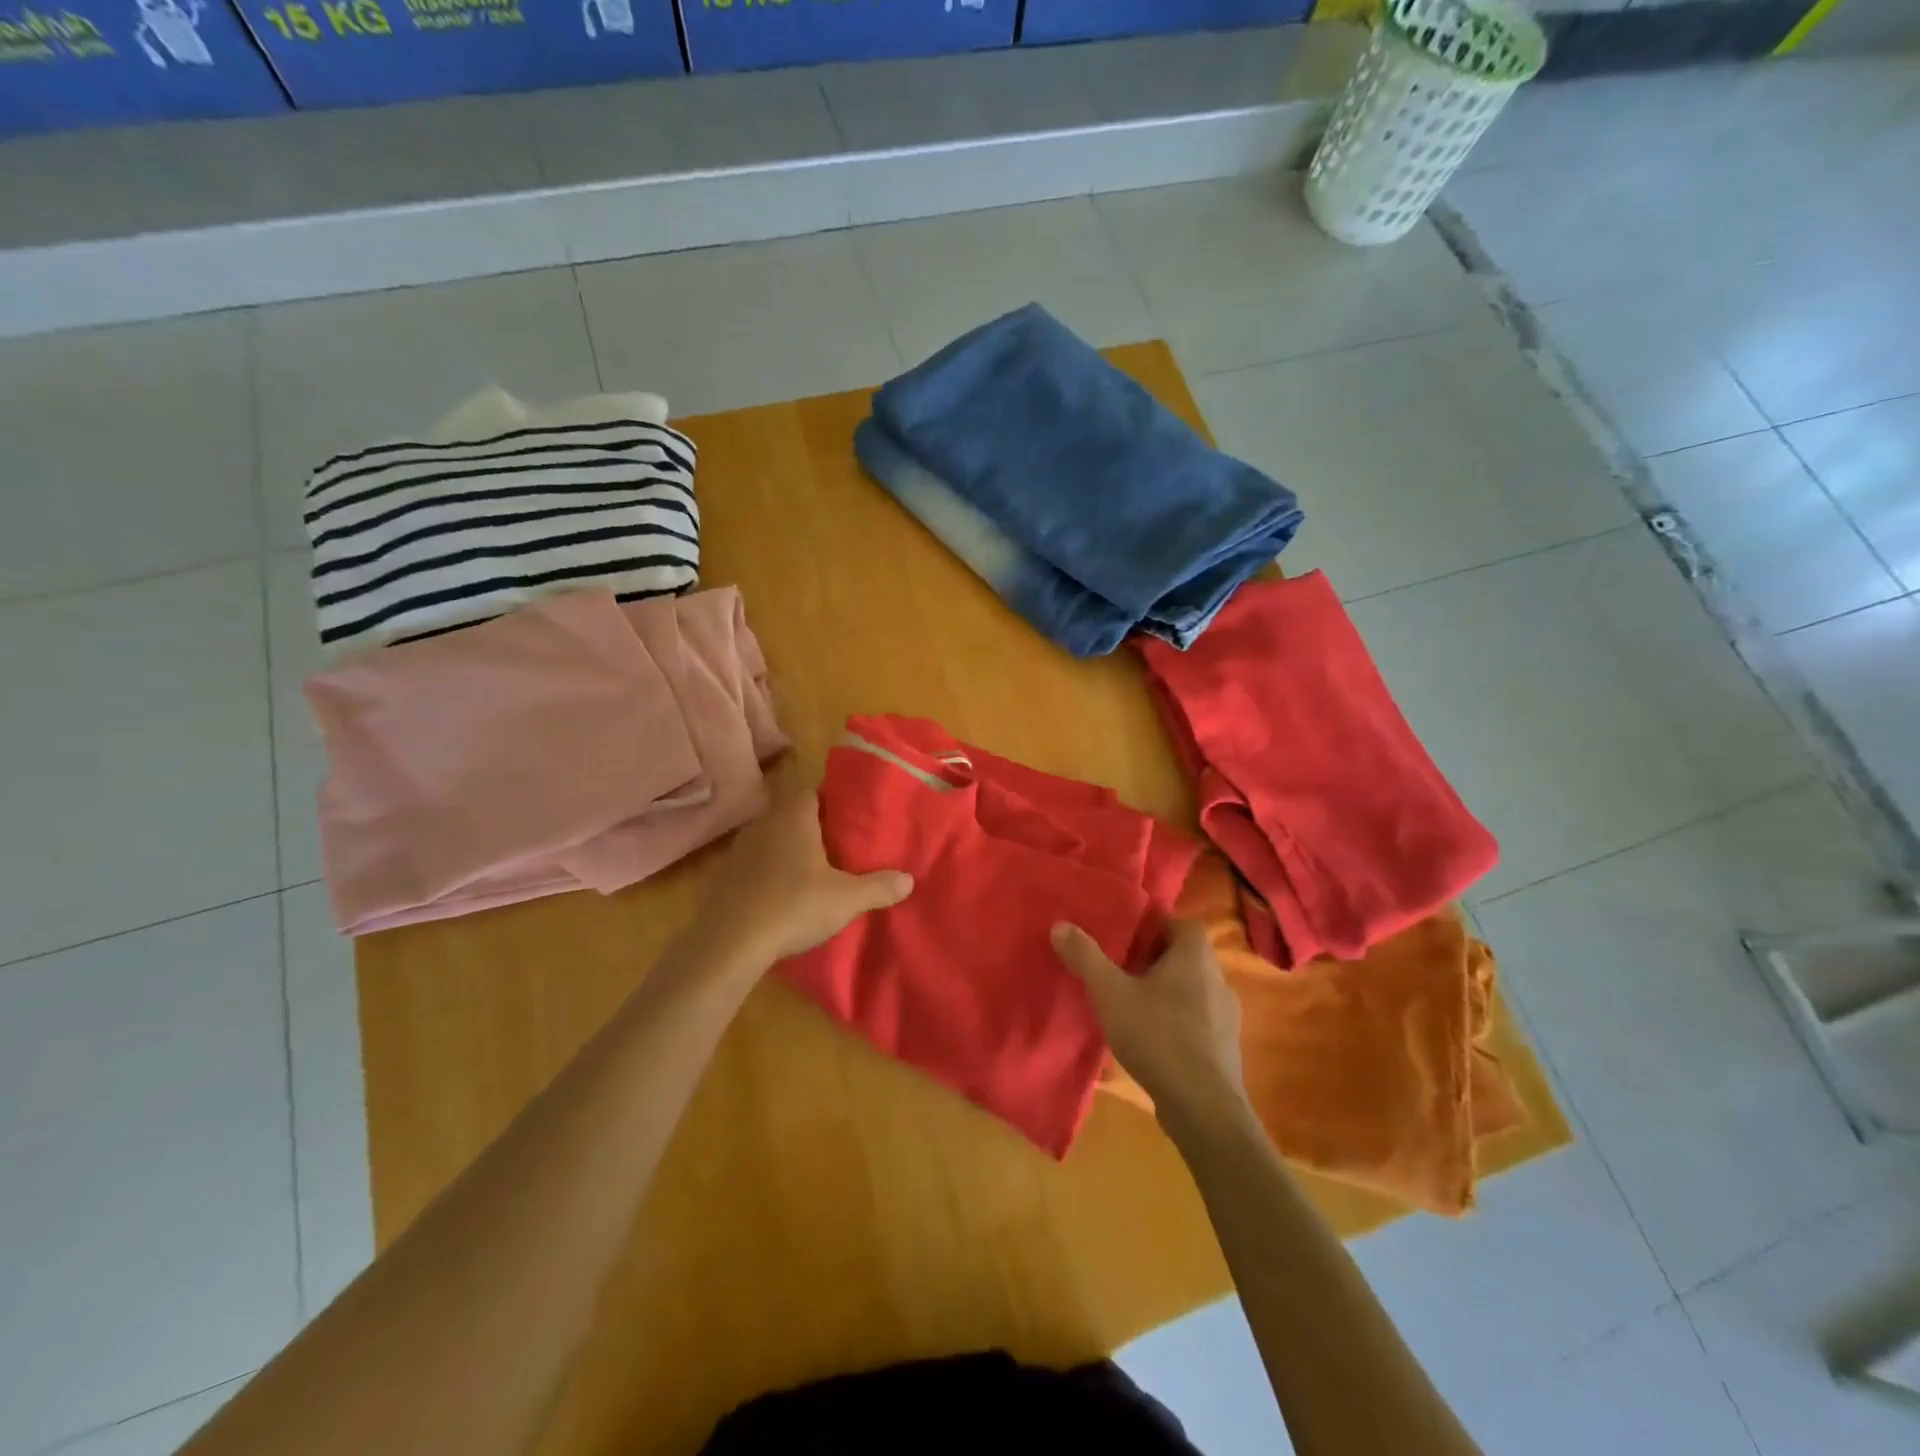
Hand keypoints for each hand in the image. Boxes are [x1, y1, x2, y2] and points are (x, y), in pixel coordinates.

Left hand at [698, 790, 913, 966]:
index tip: (850, 820)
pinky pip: (753, 865)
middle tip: (837, 848)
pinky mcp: (724, 877)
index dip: (832, 803)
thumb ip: (879, 887)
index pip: (813, 794)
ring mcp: (739, 850)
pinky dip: (767, 873)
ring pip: (770, 840)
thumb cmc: (794, 907)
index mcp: (794, 818)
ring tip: (811, 872)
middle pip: (792, 816)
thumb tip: (909, 879)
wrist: (730, 943)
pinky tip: (780, 895)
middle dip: (812, 829)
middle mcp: (764, 825)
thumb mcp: (846, 899)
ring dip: (787, 851)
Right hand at [1051, 919, 1250, 1134]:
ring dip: (1165, 992)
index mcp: (1195, 956)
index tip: (1124, 939)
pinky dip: (1177, 1021)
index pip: (1180, 923)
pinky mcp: (1226, 1047)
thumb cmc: (1158, 1037)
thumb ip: (1086, 958)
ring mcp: (1227, 1015)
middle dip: (1153, 960)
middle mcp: (1218, 978)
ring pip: (1192, 989)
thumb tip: (1060, 925)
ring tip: (1132, 1005)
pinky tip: (1151, 1039)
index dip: (1152, 927)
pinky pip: (1198, 1020)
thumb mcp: (1111, 994)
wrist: (1204, 1108)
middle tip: (1120, 969)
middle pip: (1184, 956)